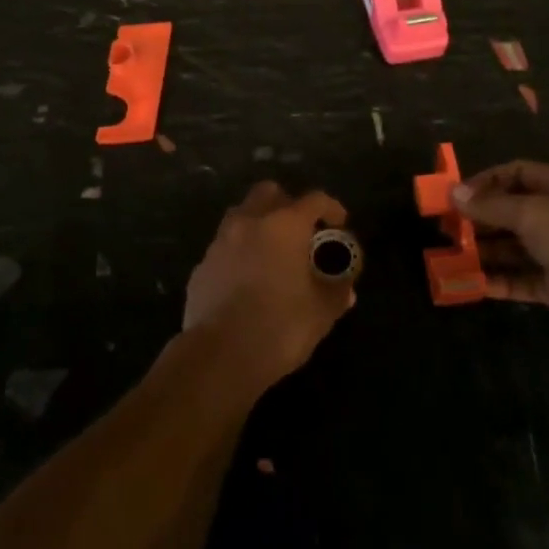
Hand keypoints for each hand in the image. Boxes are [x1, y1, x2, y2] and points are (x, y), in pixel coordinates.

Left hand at [184, 182, 355, 392]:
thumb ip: (336, 291)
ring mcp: (221, 241)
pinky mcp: (202, 264)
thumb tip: (346, 287)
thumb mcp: (321, 313)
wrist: (219, 356)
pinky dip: (239, 252)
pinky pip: (225, 246)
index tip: (340, 223)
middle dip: (287, 203)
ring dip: (259, 223)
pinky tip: (247, 278)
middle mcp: (250, 222)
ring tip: (273, 252)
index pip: (314, 199)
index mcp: (284, 225)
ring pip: (241, 214)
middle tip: (301, 231)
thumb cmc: (279, 327)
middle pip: (269, 192)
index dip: (331, 208)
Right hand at [454, 161, 548, 348]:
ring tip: (451, 257)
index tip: (453, 197)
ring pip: (514, 247)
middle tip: (445, 230)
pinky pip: (523, 280)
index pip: (515, 173)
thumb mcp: (533, 213)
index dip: (483, 182)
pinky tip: (473, 284)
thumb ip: (491, 206)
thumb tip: (454, 193)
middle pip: (511, 211)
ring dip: (485, 252)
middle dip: (479, 220)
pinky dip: (499, 281)